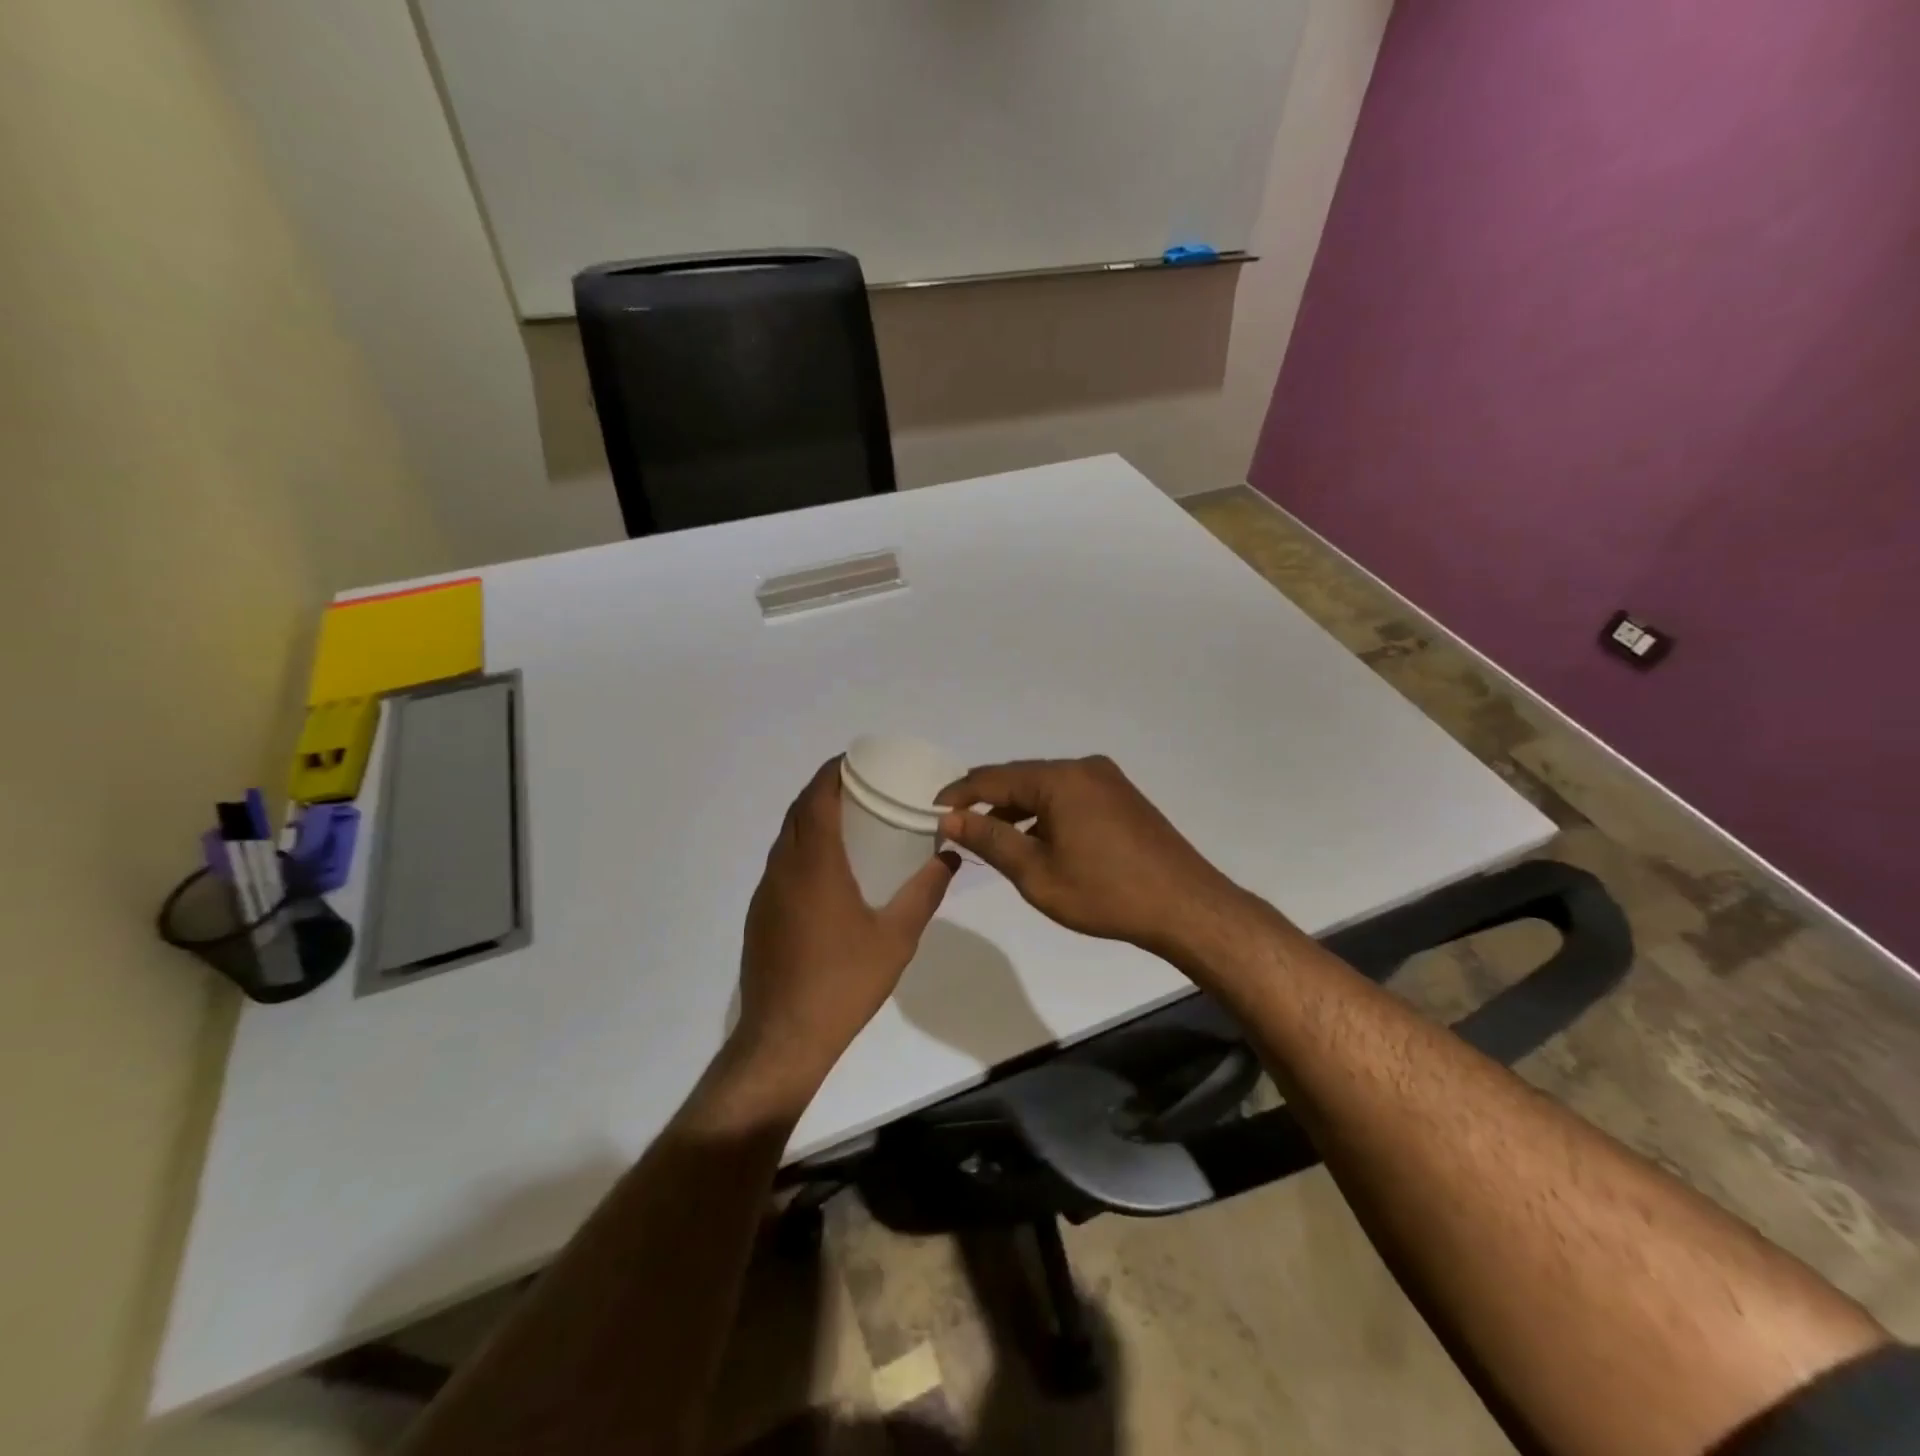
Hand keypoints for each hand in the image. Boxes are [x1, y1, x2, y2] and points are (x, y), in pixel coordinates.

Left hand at [734, 759, 957, 1099]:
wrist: (784, 1038)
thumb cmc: (844, 982)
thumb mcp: (897, 937)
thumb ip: (925, 892)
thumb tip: (950, 856)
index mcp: (814, 865)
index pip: (816, 799)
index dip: (832, 772)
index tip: (856, 760)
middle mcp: (783, 869)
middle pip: (797, 812)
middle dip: (823, 789)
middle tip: (860, 785)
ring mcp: (766, 892)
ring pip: (786, 837)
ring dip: (811, 818)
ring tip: (847, 819)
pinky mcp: (759, 915)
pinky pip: (781, 863)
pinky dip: (802, 847)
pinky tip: (828, 869)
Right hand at [937, 756, 1249, 957]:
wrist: (1185, 906)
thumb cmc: (1105, 893)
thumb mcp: (1037, 873)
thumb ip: (990, 840)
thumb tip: (950, 818)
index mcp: (1060, 778)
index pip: (993, 777)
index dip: (959, 794)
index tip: (931, 813)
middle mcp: (1083, 767)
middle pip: (1021, 778)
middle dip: (987, 801)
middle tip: (957, 827)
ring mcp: (1107, 780)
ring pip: (1046, 788)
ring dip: (1017, 810)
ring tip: (991, 839)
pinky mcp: (1121, 797)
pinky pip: (1069, 796)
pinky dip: (1045, 814)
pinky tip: (1036, 841)